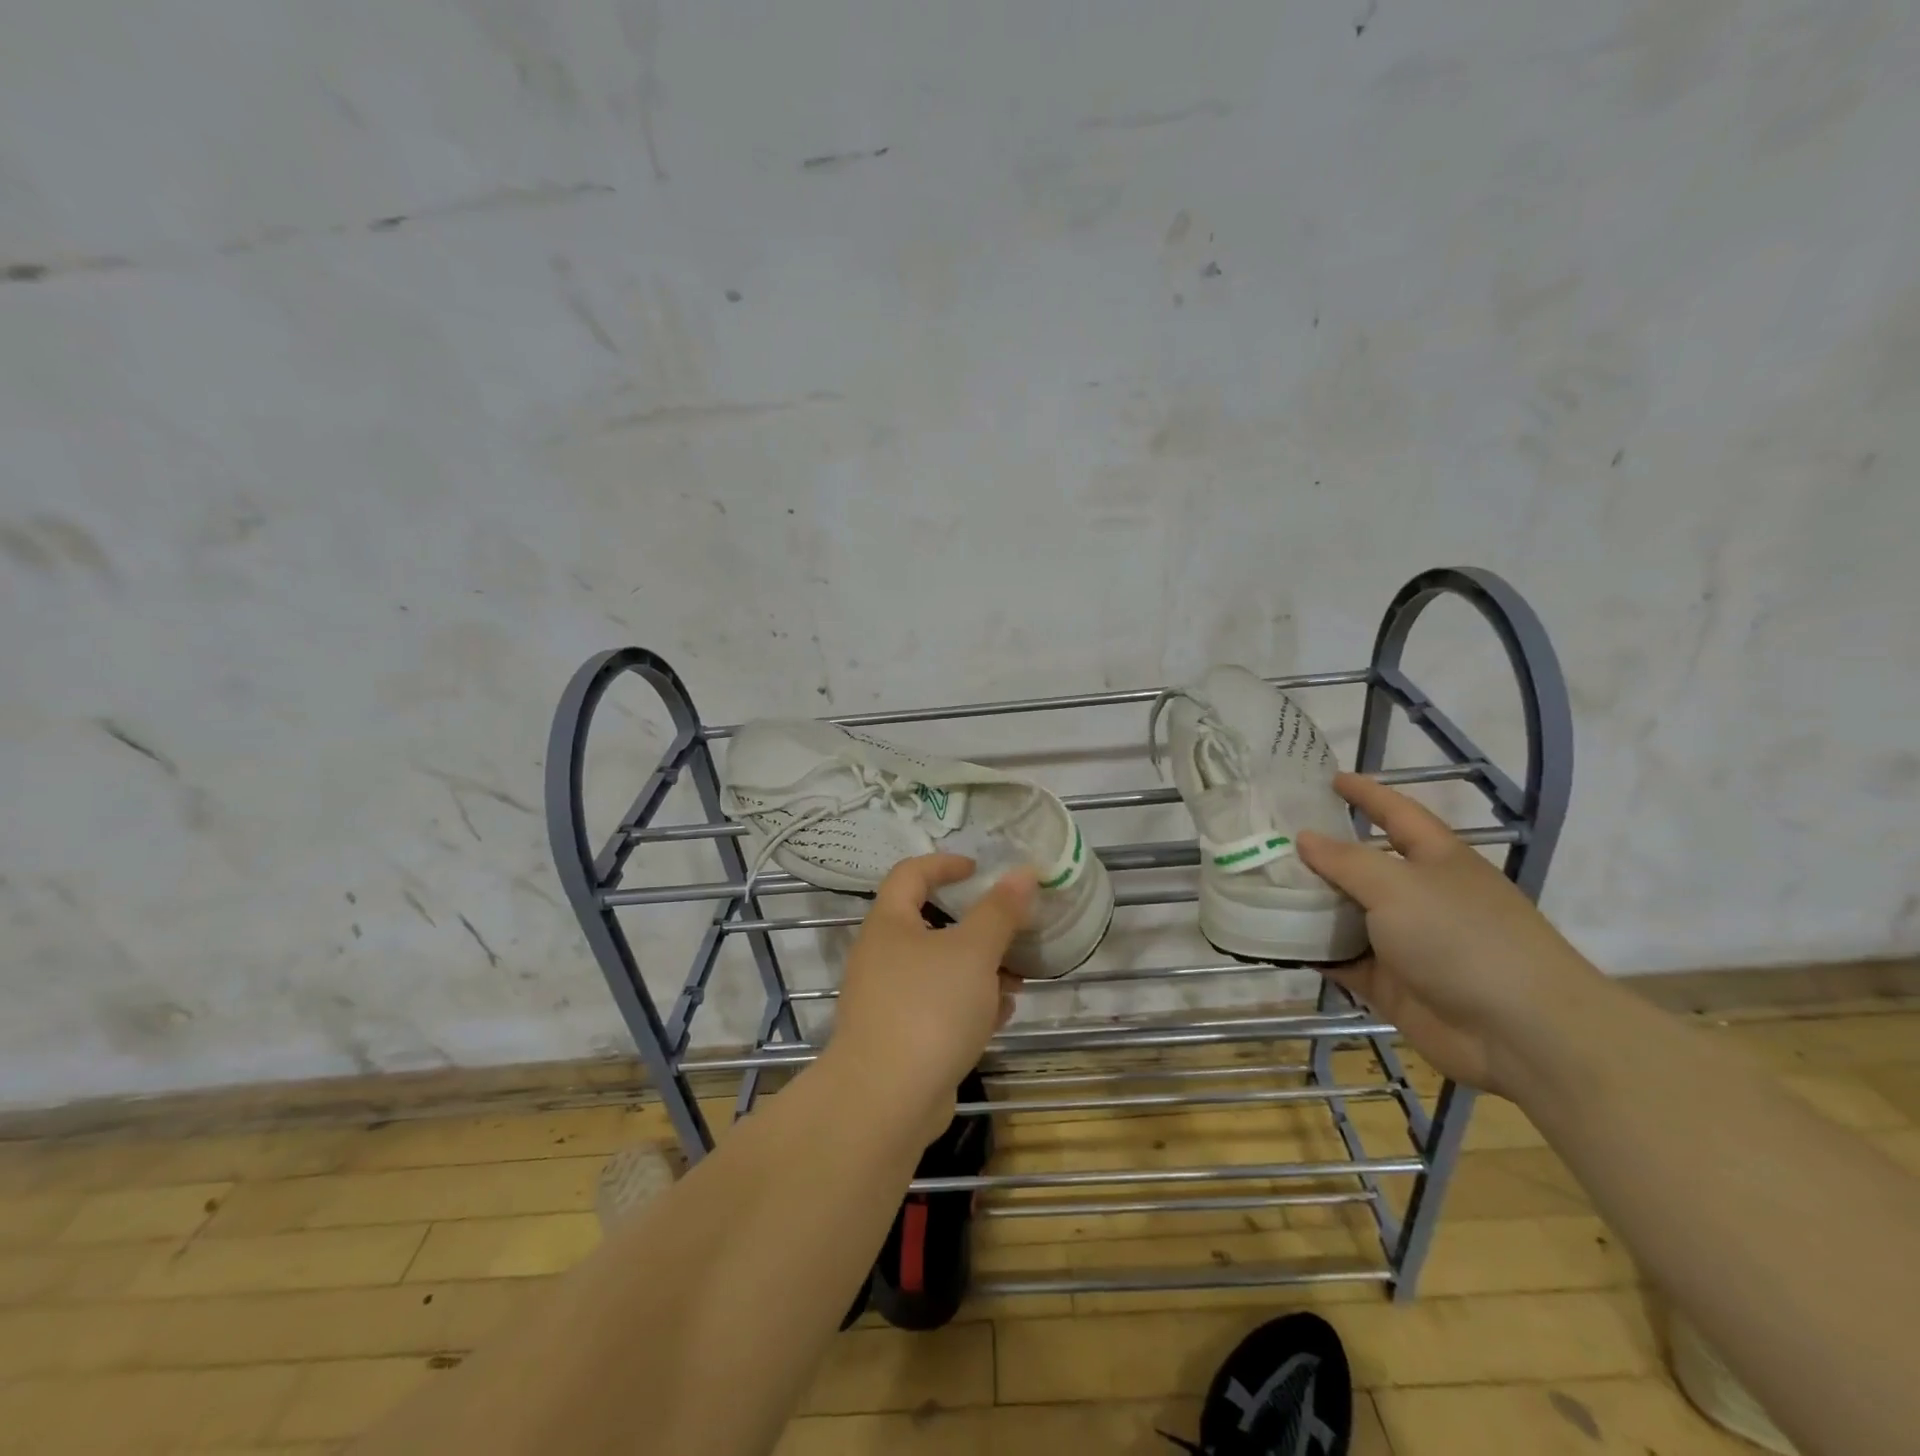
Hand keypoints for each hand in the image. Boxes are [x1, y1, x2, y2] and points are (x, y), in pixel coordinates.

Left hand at [825, 854, 1035, 1141]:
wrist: (886, 1100)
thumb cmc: (929, 1007)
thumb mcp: (973, 951)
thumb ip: (1000, 910)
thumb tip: (1024, 872)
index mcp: (889, 924)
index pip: (911, 873)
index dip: (945, 863)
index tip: (979, 868)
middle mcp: (881, 956)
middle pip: (929, 924)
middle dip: (975, 926)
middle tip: (1011, 928)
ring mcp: (887, 1000)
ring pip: (939, 970)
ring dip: (978, 969)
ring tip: (1018, 977)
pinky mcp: (899, 1038)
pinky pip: (938, 1008)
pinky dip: (968, 1004)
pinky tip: (1000, 1015)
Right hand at [1296, 774, 1601, 1097]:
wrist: (1520, 1033)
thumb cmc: (1462, 938)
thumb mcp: (1398, 886)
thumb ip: (1345, 861)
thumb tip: (1305, 838)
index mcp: (1436, 859)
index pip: (1395, 813)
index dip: (1364, 794)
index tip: (1327, 778)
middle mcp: (1420, 895)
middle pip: (1362, 865)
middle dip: (1319, 854)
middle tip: (1267, 839)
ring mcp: (1405, 942)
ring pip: (1346, 914)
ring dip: (1308, 905)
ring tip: (1257, 887)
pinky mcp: (1391, 983)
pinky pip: (1342, 959)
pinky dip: (1313, 951)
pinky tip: (1274, 941)